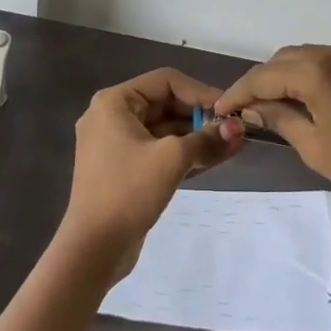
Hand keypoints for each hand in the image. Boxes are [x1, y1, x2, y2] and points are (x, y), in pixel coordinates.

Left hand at [60, 68, 245, 276]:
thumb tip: (237, 129)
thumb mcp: (172, 159)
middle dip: (200, 117)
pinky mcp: (123, 169)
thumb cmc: (128, 191)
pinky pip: (157, 150)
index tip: (228, 110)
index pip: (165, 81)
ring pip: (164, 130)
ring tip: (232, 145)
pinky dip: (183, 153)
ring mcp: (115, 144)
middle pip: (165, 104)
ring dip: (196, 137)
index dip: (200, 92)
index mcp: (114, 102)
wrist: (93, 249)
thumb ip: (206, 139)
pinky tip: (213, 159)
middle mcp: (111, 116)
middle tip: (233, 130)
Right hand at [212, 44, 330, 231]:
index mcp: (319, 70)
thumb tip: (254, 108)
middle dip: (262, 81)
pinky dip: (311, 75)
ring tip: (271, 105)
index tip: (220, 109)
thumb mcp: (315, 146)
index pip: (266, 75)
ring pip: (308, 57)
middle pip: (285, 60)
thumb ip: (280, 119)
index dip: (240, 92)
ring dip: (286, 76)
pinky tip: (304, 98)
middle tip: (244, 109)